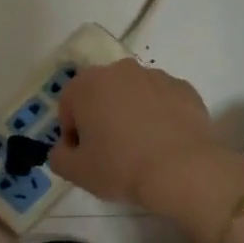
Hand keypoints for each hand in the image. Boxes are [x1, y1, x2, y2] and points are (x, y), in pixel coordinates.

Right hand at [48, 59, 231, 212]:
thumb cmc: (121, 167)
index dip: (71, 133)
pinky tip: (164, 144)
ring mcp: (156, 76)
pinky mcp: (185, 88)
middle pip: (100, 94)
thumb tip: (64, 149)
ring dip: (130, 114)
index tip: (84, 156)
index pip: (68, 105)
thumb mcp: (76, 172)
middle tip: (110, 152)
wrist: (184, 170)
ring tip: (141, 149)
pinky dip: (159, 116)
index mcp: (87, 84)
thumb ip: (58, 157)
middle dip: (101, 118)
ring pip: (133, 95)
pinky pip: (162, 101)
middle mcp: (120, 70)